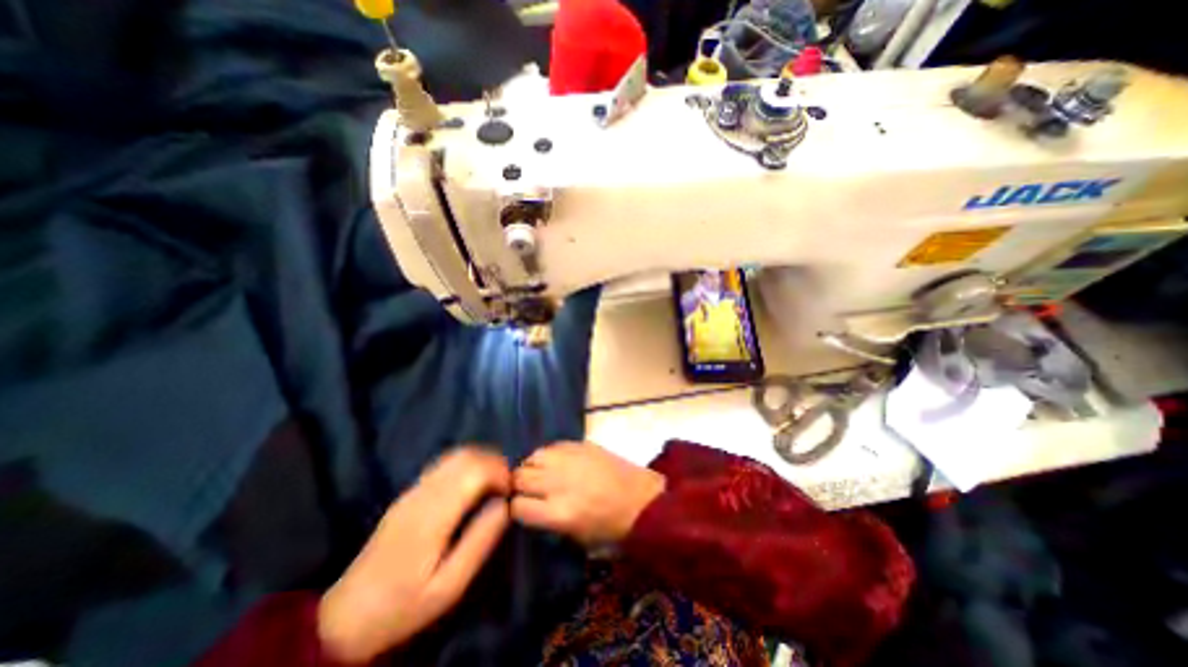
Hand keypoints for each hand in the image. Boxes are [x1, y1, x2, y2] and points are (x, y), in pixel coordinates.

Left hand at [319, 448, 511, 660]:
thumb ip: (480, 541)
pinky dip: (467, 464)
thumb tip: (505, 505)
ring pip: (456, 454)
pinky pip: (445, 463)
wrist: (346, 616)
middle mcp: (422, 493)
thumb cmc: (403, 605)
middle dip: (494, 463)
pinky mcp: (409, 492)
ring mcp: (413, 489)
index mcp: (432, 515)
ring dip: (481, 460)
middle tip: (506, 486)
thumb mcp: (449, 586)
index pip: (474, 471)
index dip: (500, 472)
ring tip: (493, 483)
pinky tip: (473, 484)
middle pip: (466, 456)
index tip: (511, 491)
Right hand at [511, 442, 663, 547]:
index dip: (516, 508)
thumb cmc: (611, 527)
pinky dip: (549, 454)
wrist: (641, 500)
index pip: (518, 506)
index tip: (522, 508)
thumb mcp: (576, 537)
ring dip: (532, 466)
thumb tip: (529, 506)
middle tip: (529, 490)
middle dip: (519, 485)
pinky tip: (557, 462)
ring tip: (541, 473)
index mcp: (559, 513)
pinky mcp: (581, 445)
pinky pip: (553, 445)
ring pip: (533, 456)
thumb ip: (547, 521)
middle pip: (520, 476)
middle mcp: (559, 483)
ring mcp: (570, 459)